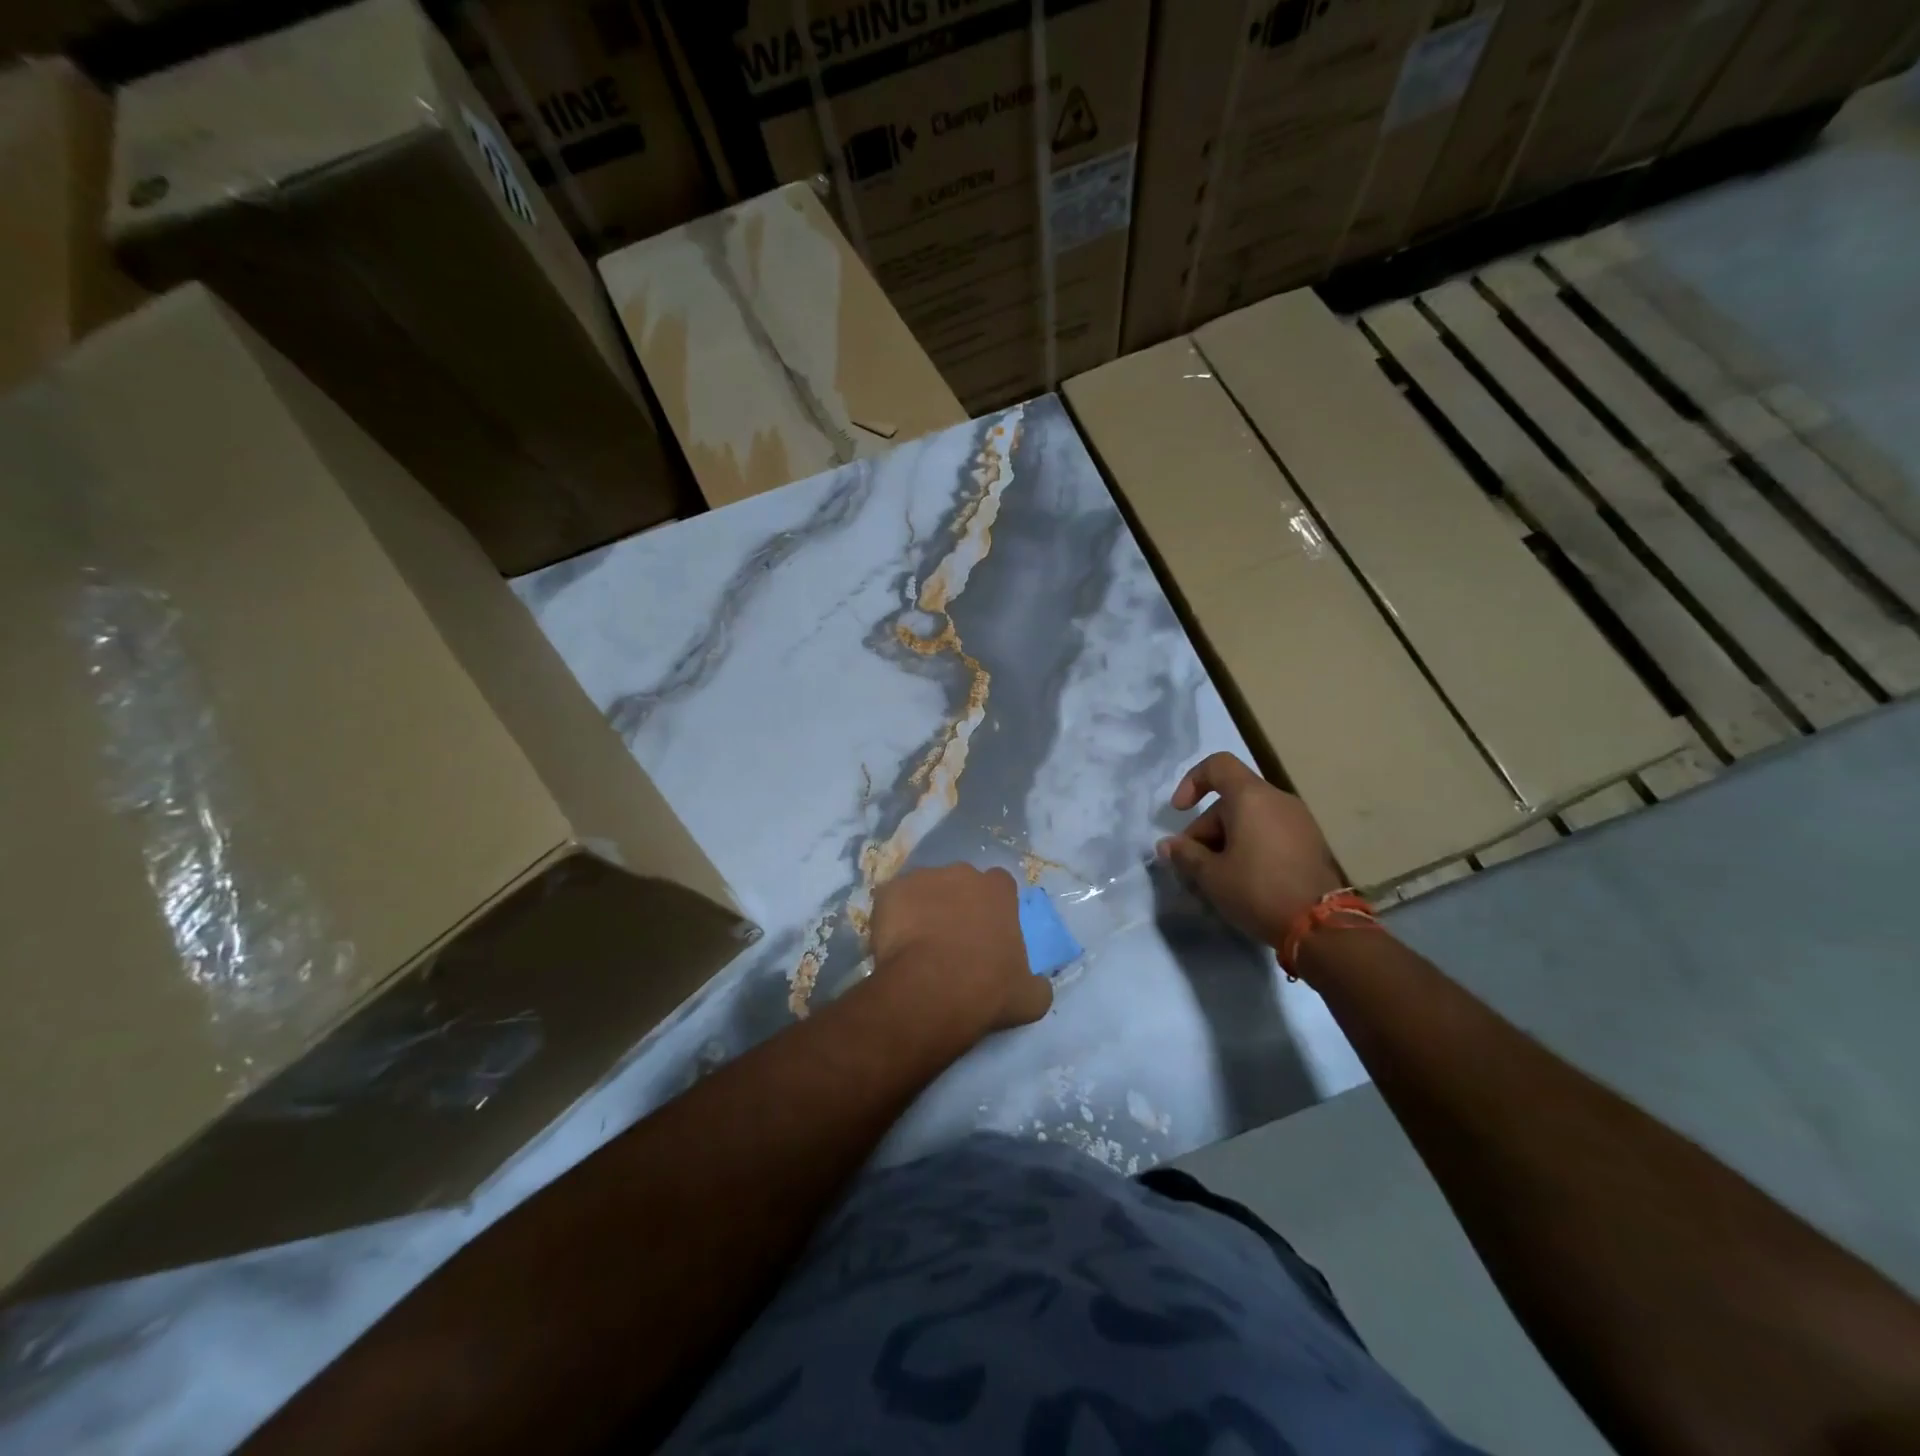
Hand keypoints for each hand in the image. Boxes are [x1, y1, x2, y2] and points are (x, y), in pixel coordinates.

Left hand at [868, 865, 1050, 1037]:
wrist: (932, 990)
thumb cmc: (988, 989)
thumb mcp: (1029, 997)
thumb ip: (1037, 983)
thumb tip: (1037, 983)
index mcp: (999, 890)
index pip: (1000, 887)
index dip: (992, 907)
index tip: (987, 931)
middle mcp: (963, 873)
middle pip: (961, 883)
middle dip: (957, 903)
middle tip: (951, 938)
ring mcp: (923, 878)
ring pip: (924, 889)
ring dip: (923, 908)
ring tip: (918, 944)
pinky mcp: (891, 891)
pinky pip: (892, 901)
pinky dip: (892, 917)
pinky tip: (892, 945)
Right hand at [1156, 752, 1344, 950]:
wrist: (1322, 927)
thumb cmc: (1258, 890)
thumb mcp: (1211, 875)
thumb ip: (1185, 854)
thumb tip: (1167, 845)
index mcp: (1251, 797)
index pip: (1217, 765)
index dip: (1191, 781)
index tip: (1180, 811)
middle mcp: (1278, 800)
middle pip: (1231, 799)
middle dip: (1206, 827)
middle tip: (1194, 863)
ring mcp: (1299, 821)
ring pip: (1251, 817)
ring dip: (1227, 839)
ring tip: (1217, 875)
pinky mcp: (1311, 843)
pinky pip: (1270, 831)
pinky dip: (1250, 845)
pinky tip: (1243, 879)